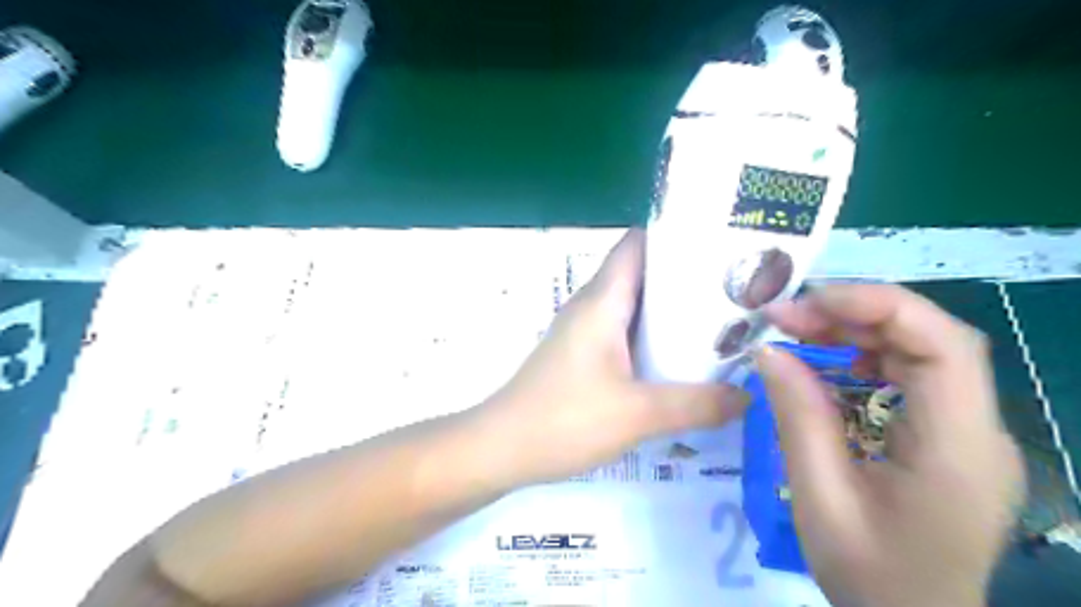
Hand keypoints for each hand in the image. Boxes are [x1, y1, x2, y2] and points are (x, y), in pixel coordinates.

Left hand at [475, 231, 753, 486]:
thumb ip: (697, 404)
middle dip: (687, 275)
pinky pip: (623, 331)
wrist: (502, 448)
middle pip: (642, 272)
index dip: (678, 235)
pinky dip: (653, 335)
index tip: (723, 242)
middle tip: (737, 287)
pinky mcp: (582, 354)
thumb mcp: (638, 414)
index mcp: (603, 300)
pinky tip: (680, 357)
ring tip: (721, 319)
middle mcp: (591, 305)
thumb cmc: (565, 419)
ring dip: (671, 309)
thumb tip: (747, 395)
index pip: (639, 244)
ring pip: (634, 305)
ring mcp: (584, 330)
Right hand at [754, 285, 1023, 606]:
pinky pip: (916, 375)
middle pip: (932, 338)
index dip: (876, 306)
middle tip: (786, 317)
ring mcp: (970, 432)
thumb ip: (798, 418)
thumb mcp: (819, 498)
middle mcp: (979, 430)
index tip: (806, 305)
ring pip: (924, 350)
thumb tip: (769, 351)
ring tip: (799, 331)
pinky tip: (833, 363)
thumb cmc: (869, 575)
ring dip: (859, 329)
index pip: (942, 345)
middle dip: (855, 313)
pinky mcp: (951, 436)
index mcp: (957, 449)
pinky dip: (869, 354)